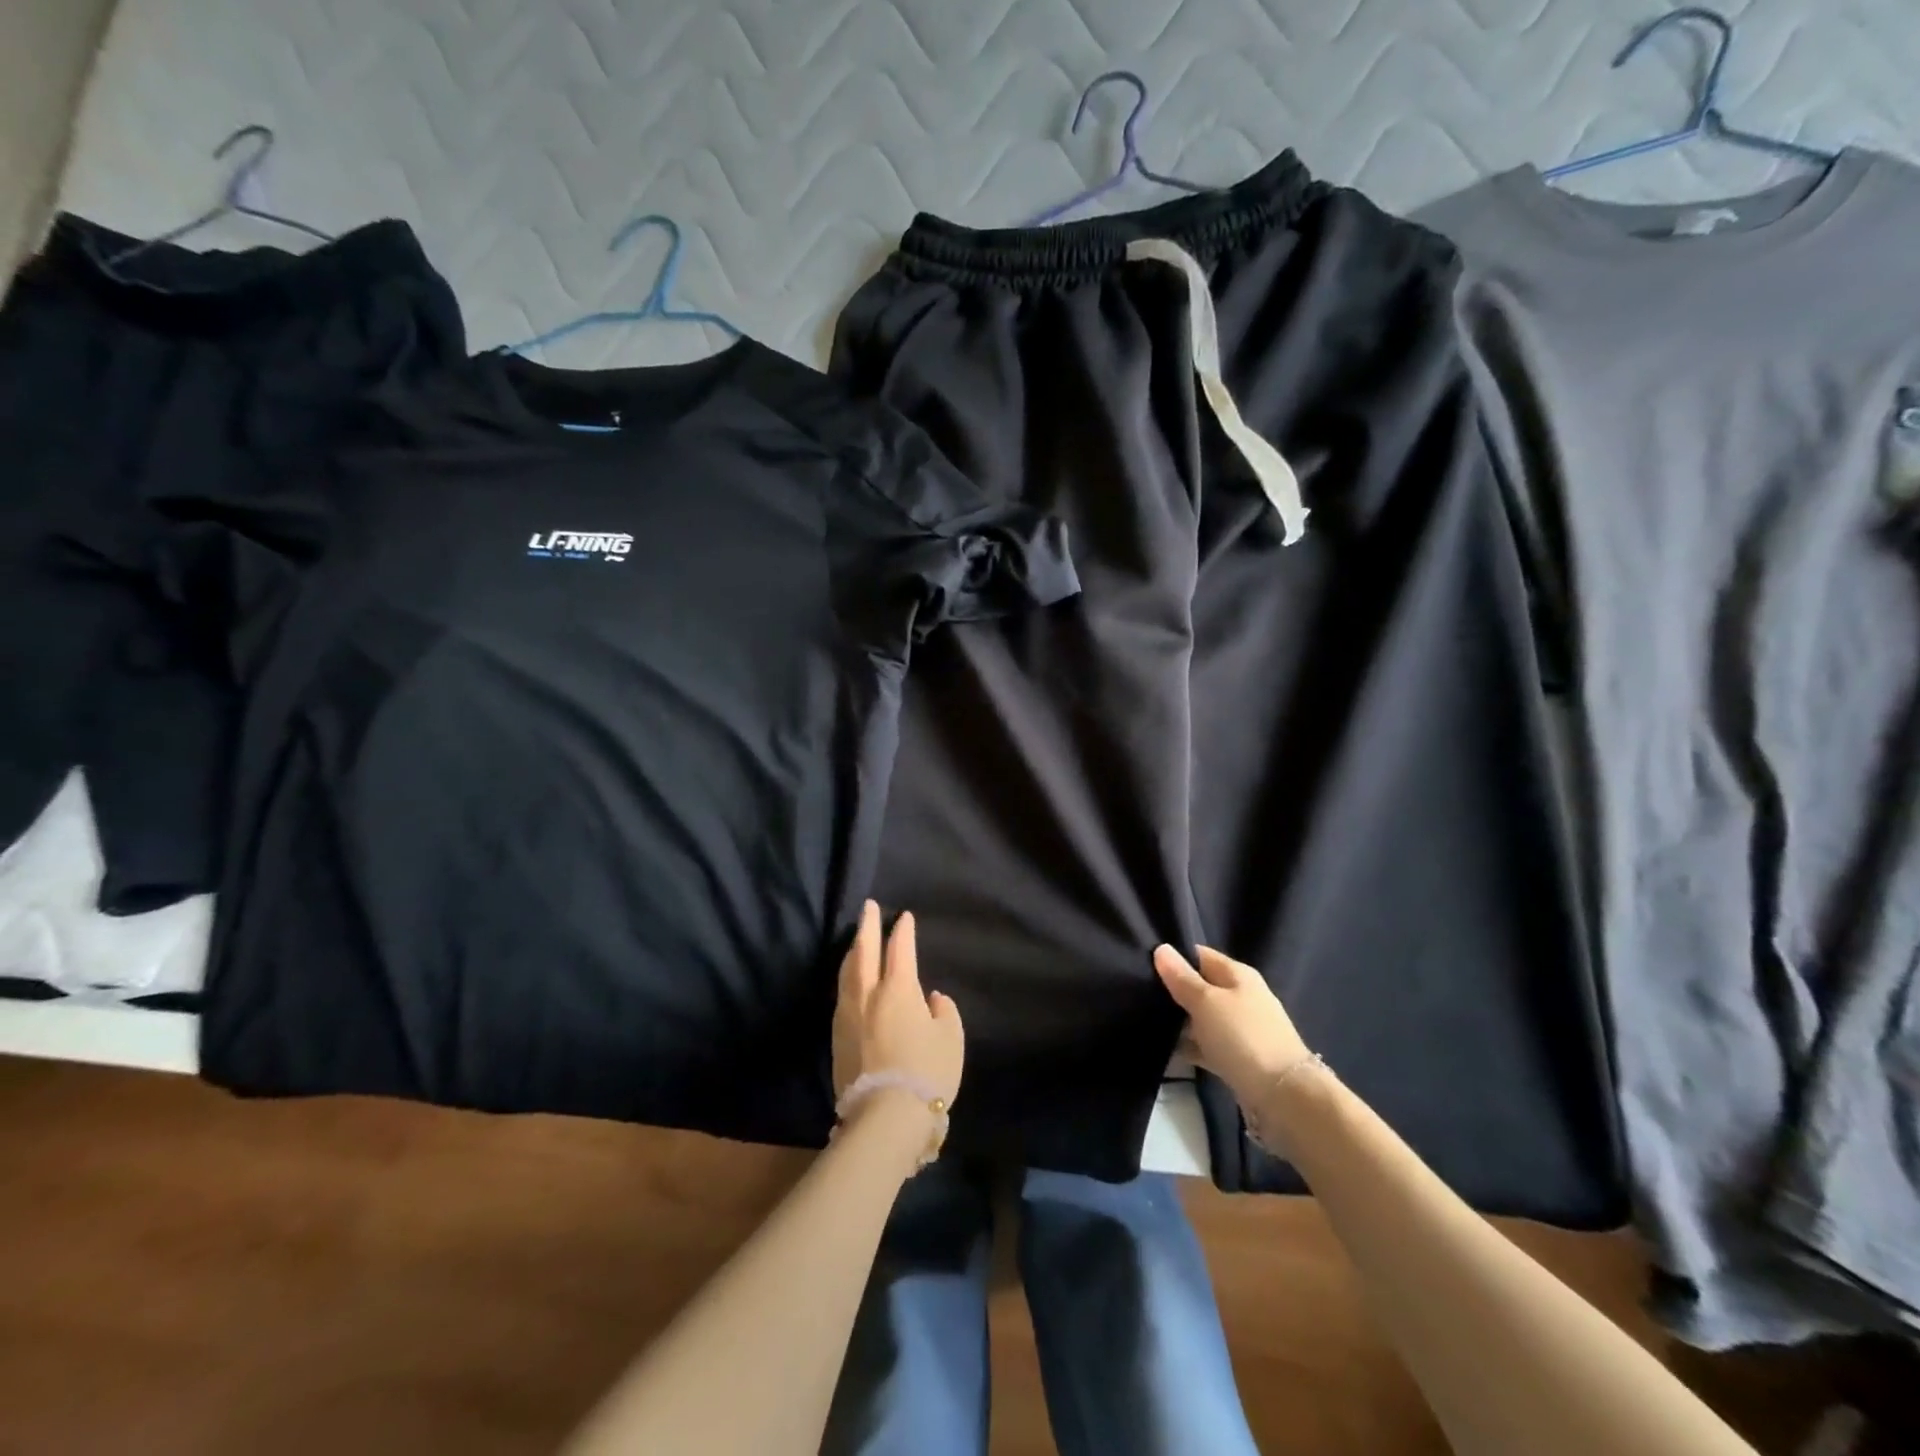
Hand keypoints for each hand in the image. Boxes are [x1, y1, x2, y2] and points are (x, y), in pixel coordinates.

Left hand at [832, 901, 963, 1108]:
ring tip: (856, 940)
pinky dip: (847, 978)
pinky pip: (842, 995)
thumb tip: (933, 999)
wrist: (886, 1116)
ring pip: (847, 972)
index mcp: (899, 989)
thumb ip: (944, 1012)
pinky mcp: (837, 1037)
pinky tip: (850, 981)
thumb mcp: (950, 1039)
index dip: (902, 930)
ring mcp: (848, 1015)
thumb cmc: (927, 1072)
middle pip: (864, 951)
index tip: (903, 916)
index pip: (900, 949)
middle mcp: (868, 994)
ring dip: (853, 951)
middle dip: (866, 926)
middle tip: (867, 907)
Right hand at [1154, 944, 1311, 1105]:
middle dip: (1173, 991)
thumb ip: (1182, 977)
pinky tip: (1167, 1050)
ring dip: (1180, 1021)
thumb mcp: (1205, 1001)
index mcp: (1238, 975)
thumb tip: (1161, 948)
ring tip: (1146, 1020)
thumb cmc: (1242, 1037)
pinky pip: (1208, 1044)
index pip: (1200, 955)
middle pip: (1201, 986)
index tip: (1143, 963)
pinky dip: (1191, 1047)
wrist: (1283, 1096)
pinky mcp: (1239, 1057)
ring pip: (1203, 1017)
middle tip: (1139, 992)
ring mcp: (1241, 1028)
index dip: (1173, 957)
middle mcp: (1241, 997)